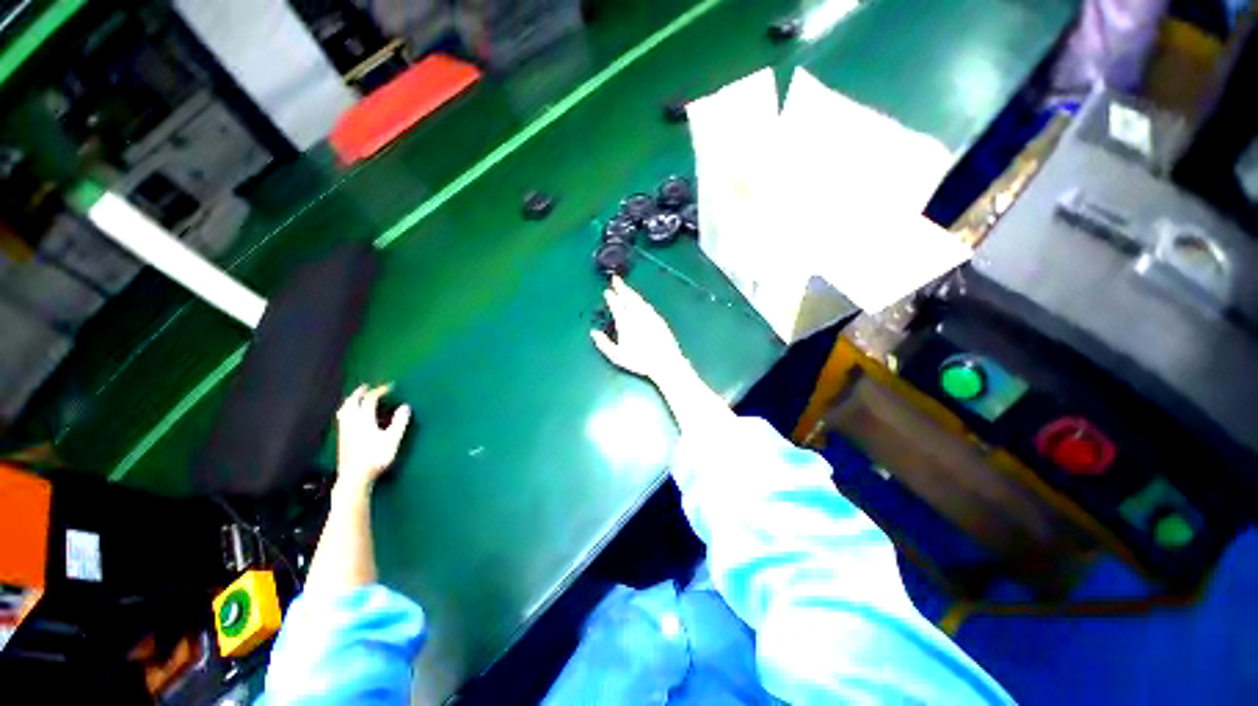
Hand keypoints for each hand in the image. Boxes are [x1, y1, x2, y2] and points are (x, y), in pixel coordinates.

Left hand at [335, 384, 410, 489]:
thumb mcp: (392, 439)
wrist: (354, 477)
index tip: (390, 386)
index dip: (380, 391)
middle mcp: (351, 422)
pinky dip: (347, 411)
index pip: (370, 399)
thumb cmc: (376, 457)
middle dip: (360, 393)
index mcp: (363, 419)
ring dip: (351, 401)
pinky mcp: (342, 439)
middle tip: (367, 387)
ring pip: (344, 410)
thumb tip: (405, 406)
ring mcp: (344, 430)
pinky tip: (350, 417)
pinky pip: (342, 418)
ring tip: (356, 398)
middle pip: (352, 402)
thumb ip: (400, 421)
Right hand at [591, 276, 688, 380]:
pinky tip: (641, 302)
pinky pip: (647, 305)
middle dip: (621, 287)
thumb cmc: (639, 360)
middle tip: (616, 279)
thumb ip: (604, 344)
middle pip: (628, 297)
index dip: (611, 297)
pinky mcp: (659, 319)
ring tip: (626, 288)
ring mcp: (649, 315)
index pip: (616, 305)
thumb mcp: (617, 356)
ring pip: (638, 299)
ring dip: (631, 292)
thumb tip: (593, 333)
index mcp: (625, 322)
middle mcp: (637, 315)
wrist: (665, 361)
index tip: (607, 291)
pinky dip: (641, 300)